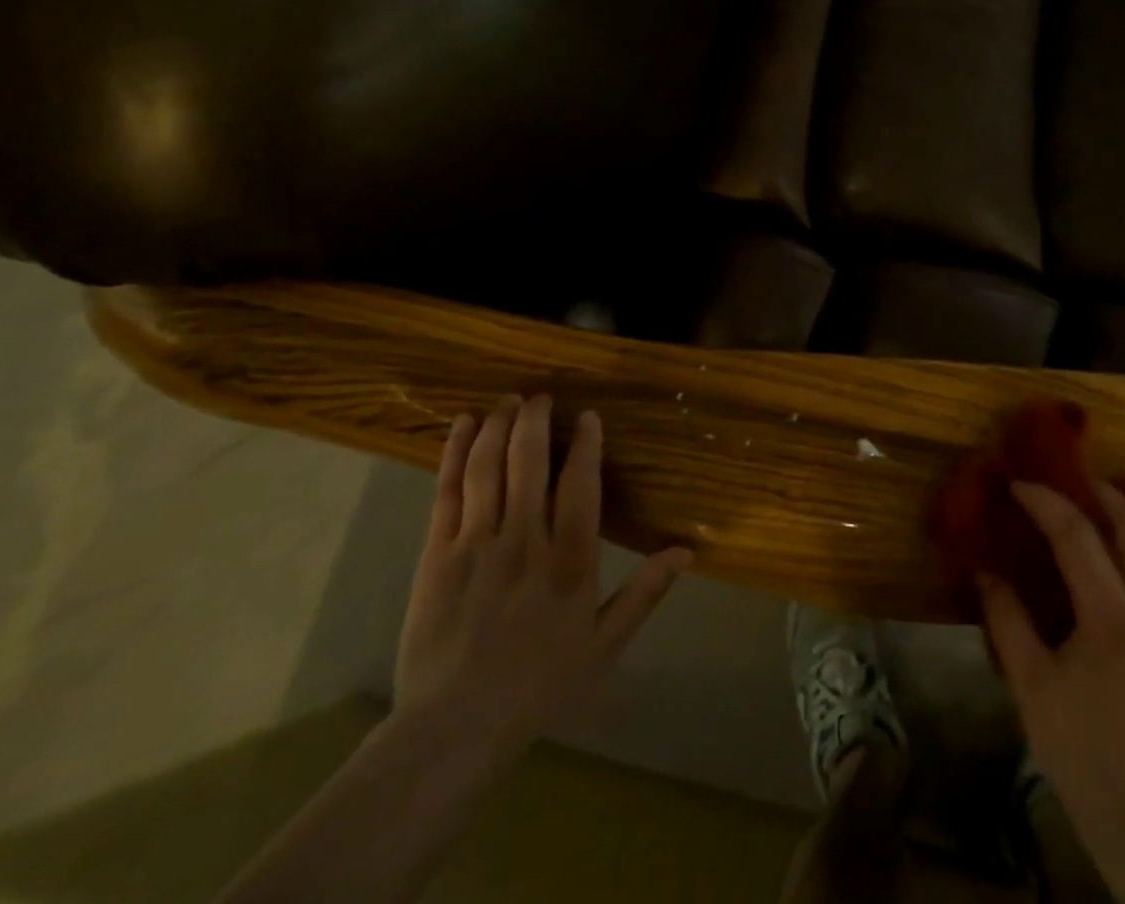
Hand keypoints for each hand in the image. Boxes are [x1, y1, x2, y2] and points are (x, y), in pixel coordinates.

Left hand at [393, 395, 692, 759]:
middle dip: (536, 420)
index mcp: (569, 561)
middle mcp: (524, 540)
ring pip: (489, 468)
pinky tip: (464, 425)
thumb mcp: (603, 645)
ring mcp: (476, 544)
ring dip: (499, 427)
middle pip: (530, 462)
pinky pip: (447, 492)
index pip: (580, 484)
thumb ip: (644, 593)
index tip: (587, 417)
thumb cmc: (538, 685)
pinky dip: (456, 454)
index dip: (585, 444)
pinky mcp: (437, 554)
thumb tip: (686, 551)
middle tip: (542, 396)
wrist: (454, 727)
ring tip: (509, 401)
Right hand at [978, 481, 1124, 872]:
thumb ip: (1008, 620)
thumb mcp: (1031, 685)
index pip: (1076, 534)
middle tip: (1067, 482)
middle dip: (1099, 493)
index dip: (1044, 501)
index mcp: (1109, 614)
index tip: (1017, 484)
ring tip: (1103, 515)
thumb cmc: (1081, 750)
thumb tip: (986, 572)